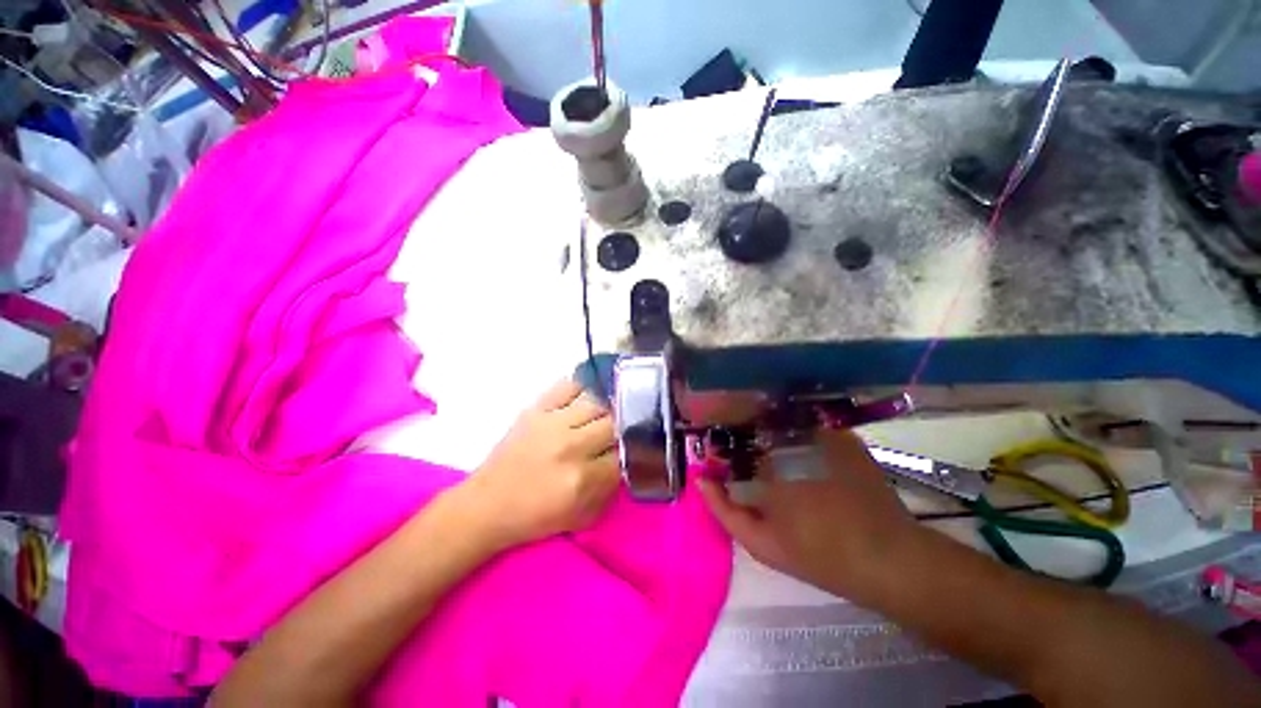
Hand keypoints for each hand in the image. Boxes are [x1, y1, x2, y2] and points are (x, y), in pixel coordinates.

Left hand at [460, 378, 619, 549]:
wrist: (488, 504)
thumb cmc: (535, 517)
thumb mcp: (581, 517)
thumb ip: (609, 490)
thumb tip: (625, 461)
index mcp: (582, 479)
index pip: (623, 455)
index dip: (628, 454)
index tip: (626, 454)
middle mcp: (571, 447)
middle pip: (614, 424)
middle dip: (620, 431)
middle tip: (616, 436)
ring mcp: (552, 423)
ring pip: (597, 403)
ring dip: (605, 411)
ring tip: (603, 418)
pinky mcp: (536, 409)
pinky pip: (568, 386)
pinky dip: (582, 389)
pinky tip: (585, 399)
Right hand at [699, 429, 920, 601]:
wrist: (888, 558)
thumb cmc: (819, 554)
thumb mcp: (762, 543)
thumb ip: (724, 510)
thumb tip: (703, 480)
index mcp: (768, 462)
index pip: (733, 438)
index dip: (725, 446)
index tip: (723, 458)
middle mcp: (793, 439)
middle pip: (756, 425)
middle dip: (747, 438)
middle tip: (751, 462)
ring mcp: (822, 434)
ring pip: (782, 424)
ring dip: (773, 435)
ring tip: (777, 460)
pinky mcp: (844, 437)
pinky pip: (809, 428)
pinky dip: (799, 437)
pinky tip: (805, 458)